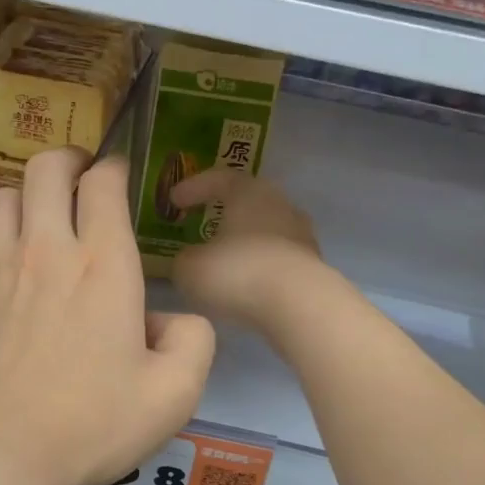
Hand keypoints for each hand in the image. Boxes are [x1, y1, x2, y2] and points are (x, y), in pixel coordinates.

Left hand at [0, 148, 215, 484]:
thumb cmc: (90, 424)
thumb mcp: (174, 394)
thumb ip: (194, 341)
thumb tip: (171, 319)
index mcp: (103, 264)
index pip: (103, 182)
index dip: (114, 169)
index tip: (119, 179)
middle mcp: (45, 249)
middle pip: (46, 168)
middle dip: (68, 161)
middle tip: (79, 180)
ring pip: (2, 195)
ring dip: (26, 197)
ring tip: (38, 221)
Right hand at [169, 168, 326, 329]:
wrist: (298, 305)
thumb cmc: (238, 273)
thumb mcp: (190, 268)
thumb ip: (184, 259)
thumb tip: (189, 259)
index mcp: (249, 192)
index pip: (218, 178)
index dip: (193, 187)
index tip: (173, 200)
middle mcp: (280, 205)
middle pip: (248, 202)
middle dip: (223, 213)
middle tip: (201, 223)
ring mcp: (301, 235)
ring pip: (265, 231)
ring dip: (243, 242)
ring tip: (223, 259)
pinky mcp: (312, 265)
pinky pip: (277, 258)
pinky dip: (259, 265)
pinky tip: (245, 283)